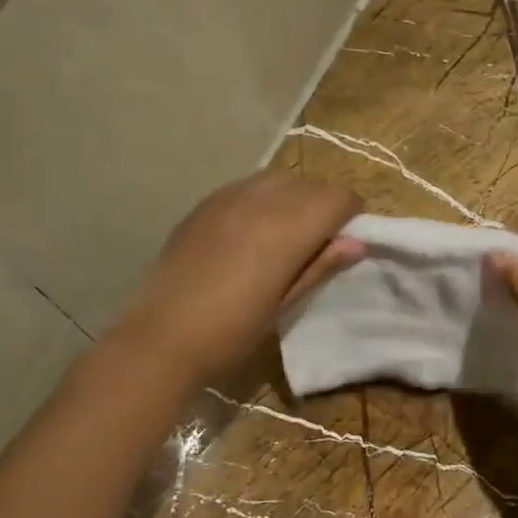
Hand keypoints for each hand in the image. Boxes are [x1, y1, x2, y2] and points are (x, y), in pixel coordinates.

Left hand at [115, 171, 362, 386]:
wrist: (161, 339)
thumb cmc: (232, 332)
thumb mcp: (285, 304)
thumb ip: (320, 266)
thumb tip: (357, 243)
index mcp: (286, 229)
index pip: (337, 198)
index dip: (351, 215)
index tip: (348, 239)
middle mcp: (259, 201)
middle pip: (310, 184)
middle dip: (325, 204)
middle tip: (321, 241)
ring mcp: (226, 198)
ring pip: (278, 179)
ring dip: (295, 197)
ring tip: (288, 232)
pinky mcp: (203, 205)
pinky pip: (247, 186)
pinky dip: (264, 198)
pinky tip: (253, 230)